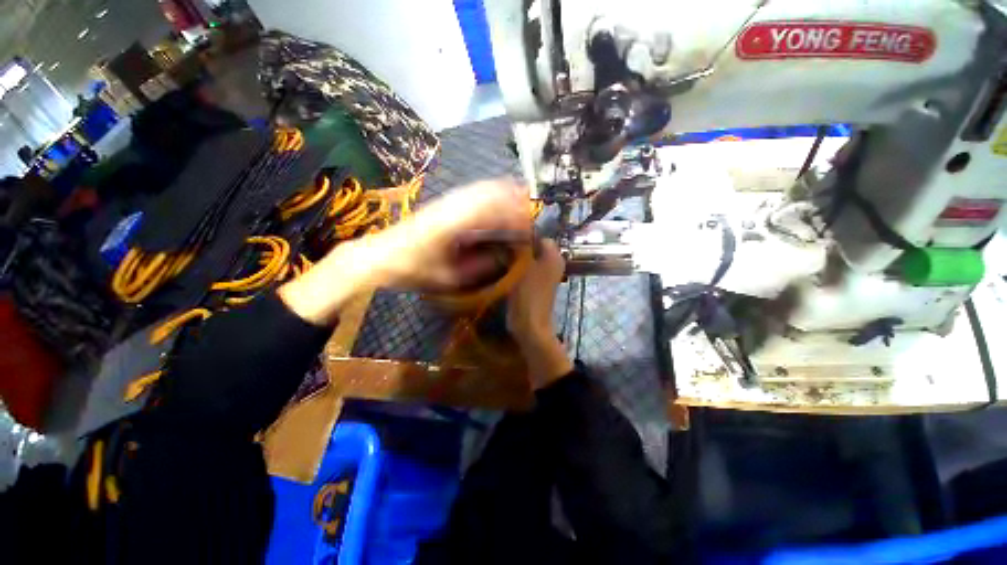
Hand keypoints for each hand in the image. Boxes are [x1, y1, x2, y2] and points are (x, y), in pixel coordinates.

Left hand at [279, 179, 531, 324]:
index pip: (490, 211)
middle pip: (487, 193)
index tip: (528, 224)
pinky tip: (495, 198)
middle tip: (530, 208)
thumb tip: (503, 257)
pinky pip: (469, 193)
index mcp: (452, 224)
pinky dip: (487, 193)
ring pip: (479, 189)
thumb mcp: (447, 277)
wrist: (379, 255)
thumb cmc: (412, 269)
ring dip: (501, 191)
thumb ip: (477, 268)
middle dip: (512, 198)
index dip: (512, 215)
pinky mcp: (440, 204)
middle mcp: (450, 207)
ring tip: (520, 198)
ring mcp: (444, 202)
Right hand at [507, 239, 573, 388]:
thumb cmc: (528, 294)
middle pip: (533, 246)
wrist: (530, 325)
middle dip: (518, 245)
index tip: (505, 237)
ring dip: (515, 256)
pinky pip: (526, 268)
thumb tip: (512, 230)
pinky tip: (502, 268)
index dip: (522, 234)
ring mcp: (545, 274)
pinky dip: (516, 267)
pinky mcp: (536, 284)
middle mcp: (553, 262)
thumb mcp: (522, 266)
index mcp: (554, 255)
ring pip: (528, 257)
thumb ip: (519, 246)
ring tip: (499, 255)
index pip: (538, 235)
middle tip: (499, 246)